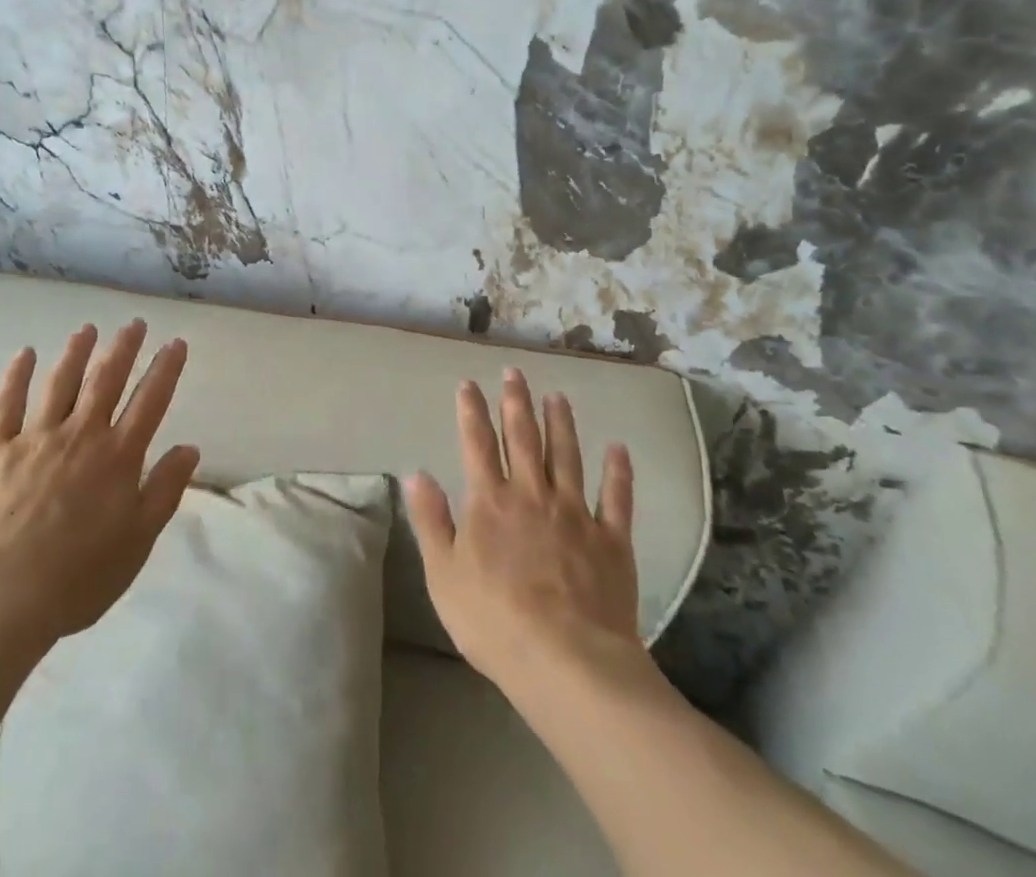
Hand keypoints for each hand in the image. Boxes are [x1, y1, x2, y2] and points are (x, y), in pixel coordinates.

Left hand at [0, 320, 199, 650]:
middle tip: (135, 323)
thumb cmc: (78, 576)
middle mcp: (81, 435)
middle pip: (106, 380)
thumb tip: (190, 448)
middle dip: (124, 348)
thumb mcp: (138, 540)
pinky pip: (7, 403)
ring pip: (61, 382)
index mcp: (118, 457)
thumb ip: (164, 490)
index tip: (176, 343)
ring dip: (77, 352)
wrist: (0, 595)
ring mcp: (36, 437)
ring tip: (88, 329)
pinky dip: (17, 375)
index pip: (150, 401)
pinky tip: (25, 353)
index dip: (166, 369)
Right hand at [404, 370, 644, 698]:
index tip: (469, 383)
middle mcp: (532, 495)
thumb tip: (416, 473)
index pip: (477, 443)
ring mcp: (575, 514)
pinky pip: (616, 498)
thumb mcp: (443, 574)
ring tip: (557, 396)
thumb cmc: (494, 621)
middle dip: (516, 403)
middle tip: (515, 372)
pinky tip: (618, 448)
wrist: (567, 662)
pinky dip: (618, 472)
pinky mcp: (611, 540)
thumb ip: (431, 520)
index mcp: (490, 502)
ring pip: (567, 457)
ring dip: (562, 424)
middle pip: (523, 439)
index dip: (471, 411)